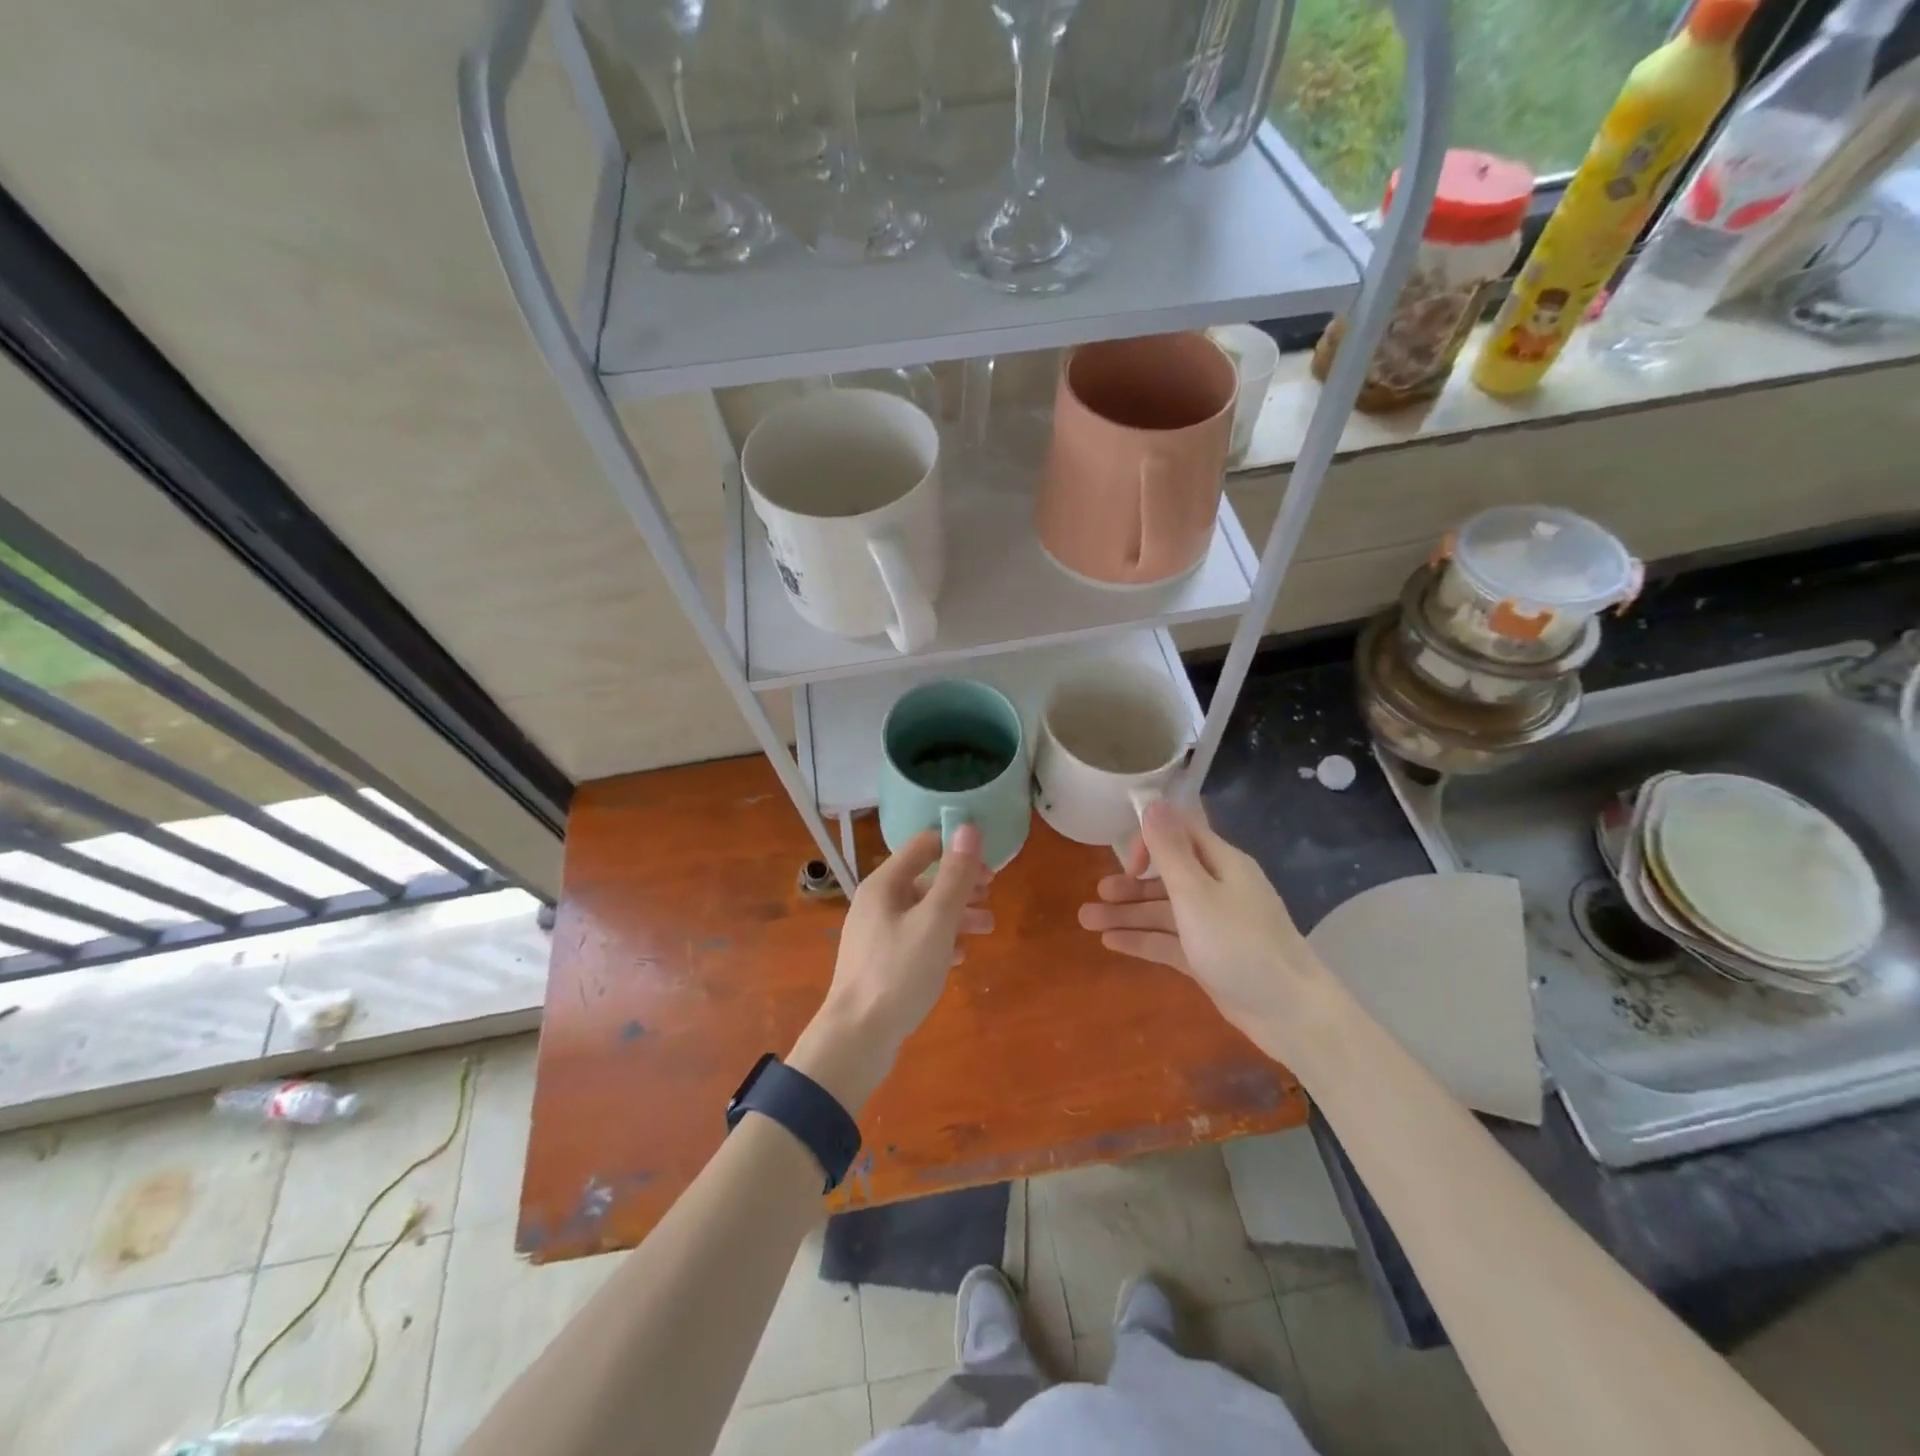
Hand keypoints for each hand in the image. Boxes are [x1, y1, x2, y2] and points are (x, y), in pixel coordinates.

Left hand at [788, 824, 991, 1109]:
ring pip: (922, 911)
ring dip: (956, 914)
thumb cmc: (898, 973)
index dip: (957, 849)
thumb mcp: (935, 922)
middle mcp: (876, 902)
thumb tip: (968, 828)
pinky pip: (915, 939)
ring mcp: (876, 934)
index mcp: (884, 884)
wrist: (856, 1039)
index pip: (924, 846)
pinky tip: (960, 957)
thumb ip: (954, 876)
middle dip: (961, 885)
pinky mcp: (880, 962)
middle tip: (992, 896)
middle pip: (924, 879)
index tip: (990, 867)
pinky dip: (939, 941)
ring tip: (988, 928)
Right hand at [1077, 799, 1330, 1056]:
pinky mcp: (1209, 957)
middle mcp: (1219, 889)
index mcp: (1222, 864)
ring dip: (1128, 914)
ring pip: (1163, 912)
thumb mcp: (1197, 894)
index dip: (1151, 841)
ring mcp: (1214, 925)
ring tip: (1087, 922)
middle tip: (1098, 892)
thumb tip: (1153, 801)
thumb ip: (1170, 850)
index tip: (1128, 862)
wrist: (1289, 1014)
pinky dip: (1142, 940)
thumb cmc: (1241, 945)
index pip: (1182, 834)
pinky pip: (1169, 941)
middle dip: (1130, 883)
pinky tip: (1111, 943)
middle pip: (1167, 876)